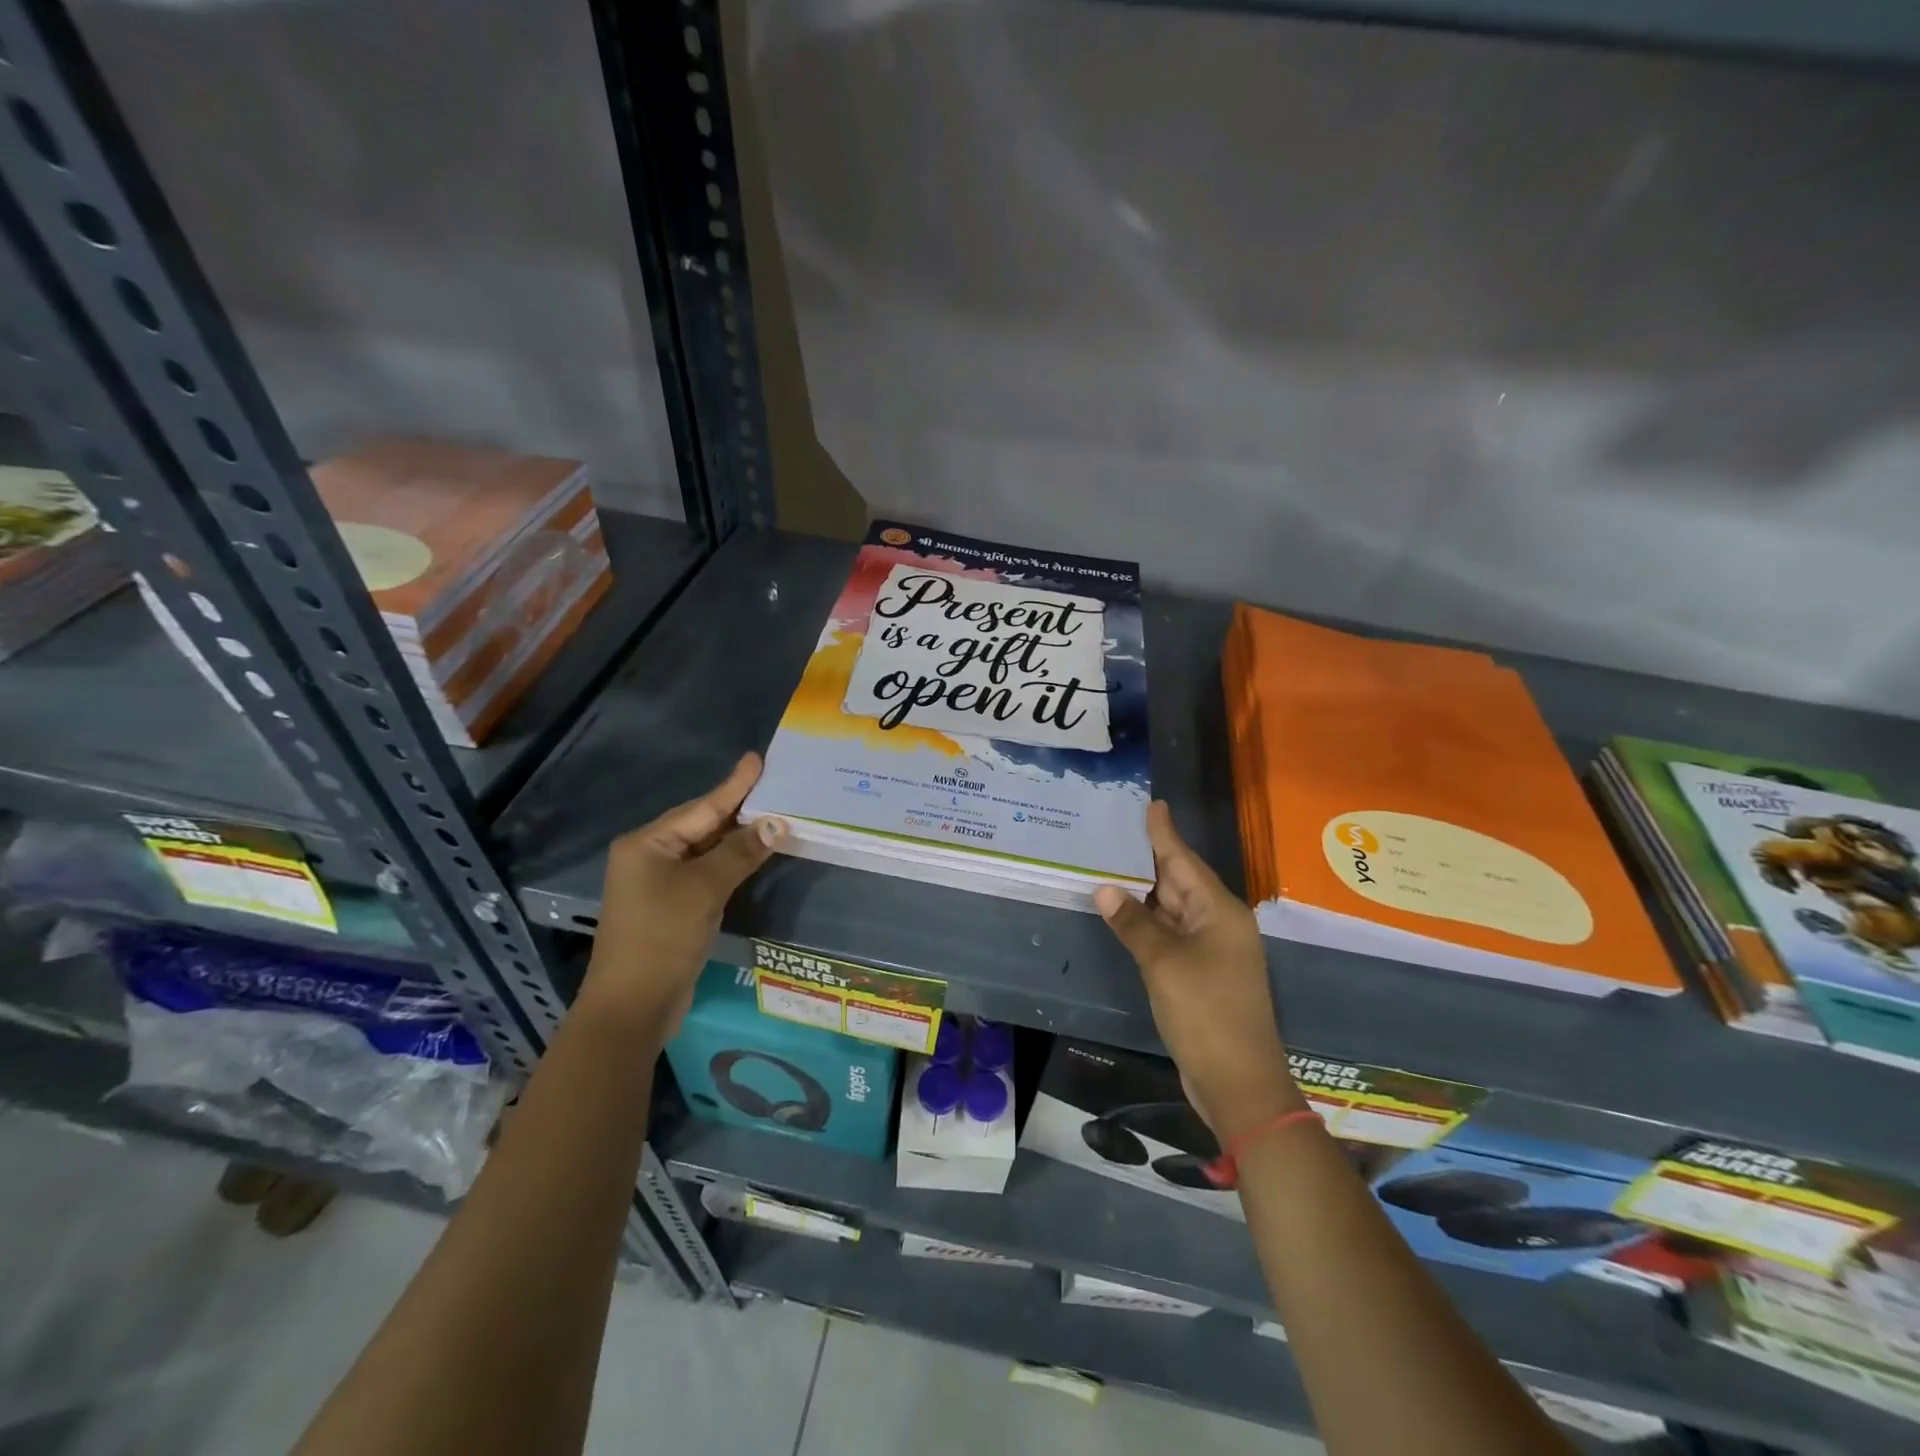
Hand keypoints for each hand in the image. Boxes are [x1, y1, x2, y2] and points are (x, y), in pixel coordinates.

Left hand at [579, 753, 786, 1033]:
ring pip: (705, 850)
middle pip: (702, 825)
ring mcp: (658, 883)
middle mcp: (649, 857)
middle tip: (774, 785)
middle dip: (738, 808)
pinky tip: (754, 855)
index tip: (757, 759)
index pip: (702, 807)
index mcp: (647, 844)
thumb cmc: (663, 937)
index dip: (734, 785)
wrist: (632, 1007)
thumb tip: (775, 823)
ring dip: (737, 837)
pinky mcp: (670, 907)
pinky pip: (705, 872)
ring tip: (772, 814)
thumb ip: (740, 852)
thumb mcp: (705, 889)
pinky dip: (730, 863)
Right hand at [1094, 801, 1301, 1140]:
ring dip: (1143, 893)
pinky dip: (1147, 923)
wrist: (1239, 1083)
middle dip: (1147, 859)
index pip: (1184, 860)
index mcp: (1219, 911)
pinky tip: (1123, 913)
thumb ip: (1133, 923)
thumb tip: (1104, 888)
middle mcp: (1218, 924)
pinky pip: (1171, 935)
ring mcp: (1211, 950)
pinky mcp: (1200, 974)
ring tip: (1110, 864)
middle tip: (1113, 831)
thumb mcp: (1163, 963)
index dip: (1164, 833)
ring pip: (1172, 910)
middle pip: (1179, 881)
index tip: (1152, 804)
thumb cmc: (1205, 1013)